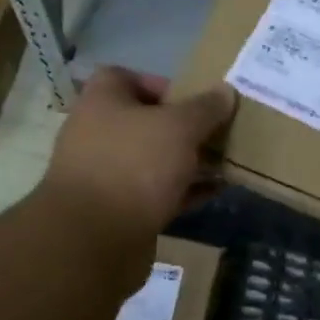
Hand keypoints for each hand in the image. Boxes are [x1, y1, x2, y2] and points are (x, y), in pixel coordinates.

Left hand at [42, 67, 236, 239]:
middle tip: (218, 131)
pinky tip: (215, 191)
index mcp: (101, 102)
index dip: (160, 83)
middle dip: (183, 127)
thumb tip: (226, 91)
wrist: (93, 241)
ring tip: (225, 162)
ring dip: (186, 160)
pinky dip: (182, 190)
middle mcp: (97, 133)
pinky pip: (155, 192)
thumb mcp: (179, 127)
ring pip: (152, 159)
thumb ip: (205, 108)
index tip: (193, 99)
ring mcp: (105, 175)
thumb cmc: (133, 165)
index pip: (126, 77)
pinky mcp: (117, 211)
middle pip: (145, 120)